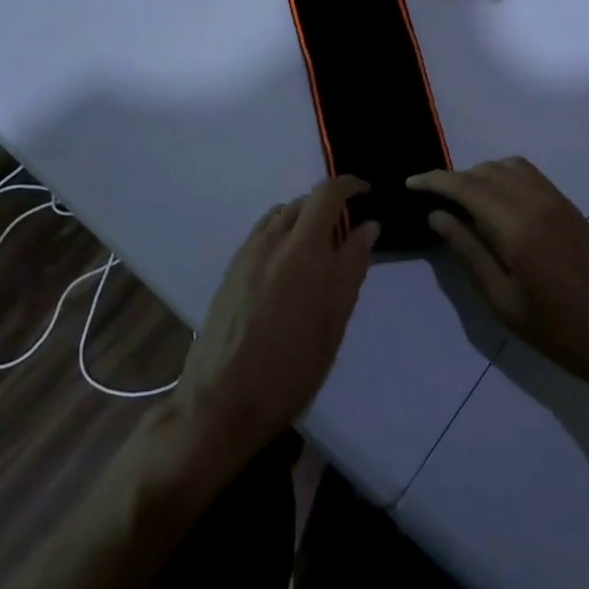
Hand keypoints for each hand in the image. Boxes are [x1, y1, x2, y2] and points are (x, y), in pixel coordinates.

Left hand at [175, 177, 379, 469]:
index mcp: (302, 248)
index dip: (350, 185)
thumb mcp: (334, 321)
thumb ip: (352, 267)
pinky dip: (282, 234)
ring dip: (303, 219)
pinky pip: (261, 234)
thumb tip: (368, 226)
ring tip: (319, 250)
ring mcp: (246, 253)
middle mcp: (271, 240)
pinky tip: (288, 267)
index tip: (367, 193)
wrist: (221, 403)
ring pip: (280, 216)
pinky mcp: (230, 270)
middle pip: (303, 202)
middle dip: (329, 207)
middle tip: (348, 233)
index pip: (327, 193)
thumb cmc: (290, 368)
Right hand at [410, 157, 588, 390]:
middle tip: (433, 202)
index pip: (465, 186)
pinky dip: (504, 176)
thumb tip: (437, 216)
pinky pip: (529, 174)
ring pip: (507, 167)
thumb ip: (468, 252)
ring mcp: (556, 200)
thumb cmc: (556, 330)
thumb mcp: (502, 300)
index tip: (410, 184)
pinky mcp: (569, 206)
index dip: (434, 180)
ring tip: (462, 203)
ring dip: (479, 175)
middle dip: (454, 179)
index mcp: (516, 226)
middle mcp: (536, 201)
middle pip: (485, 171)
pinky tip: (495, 202)